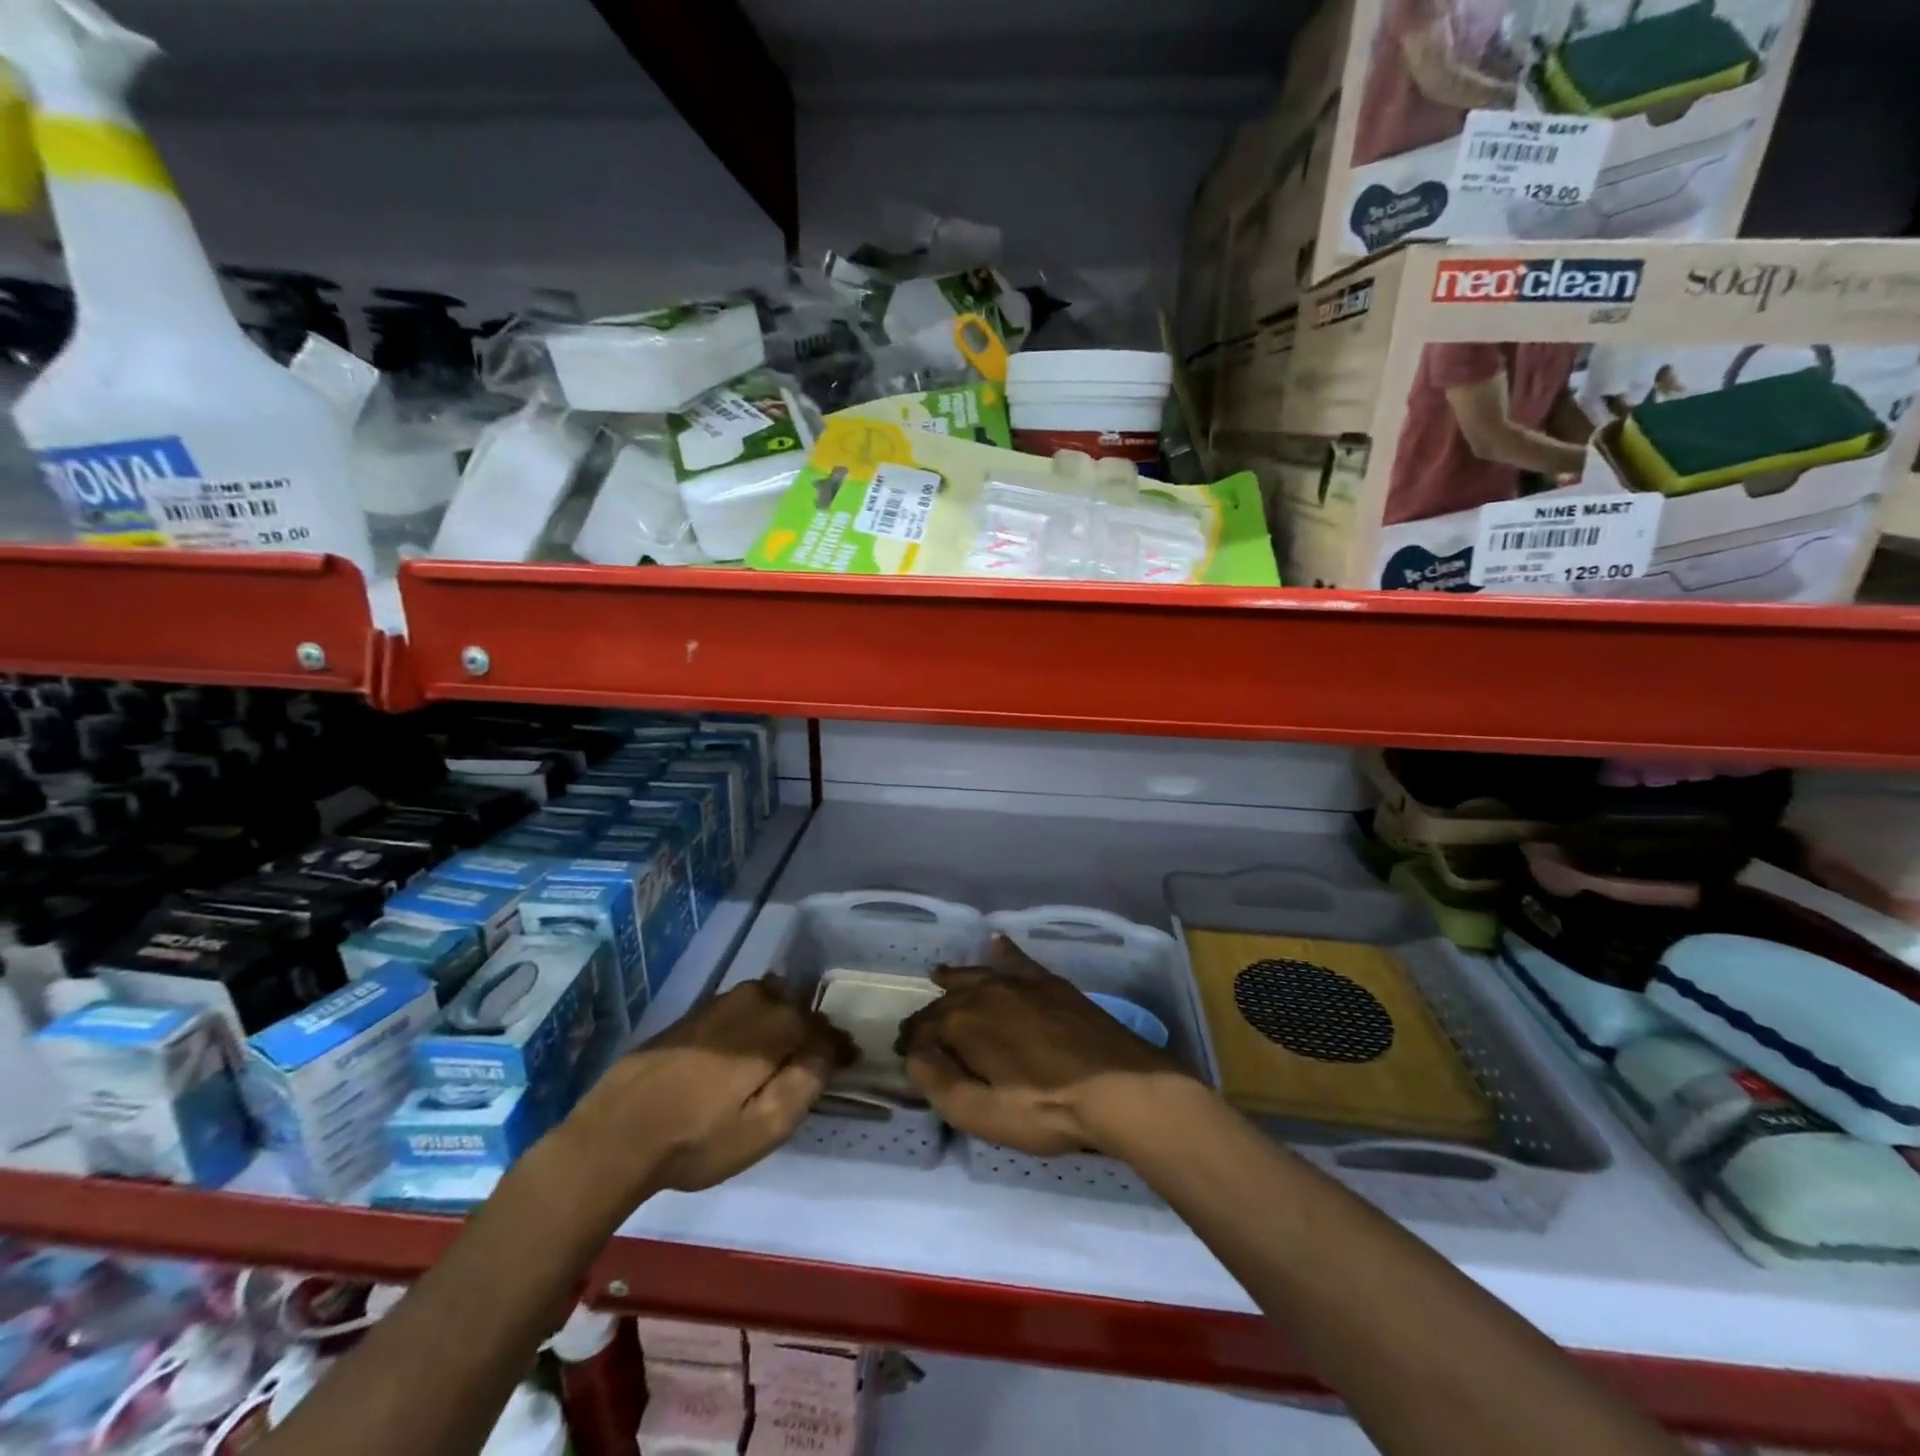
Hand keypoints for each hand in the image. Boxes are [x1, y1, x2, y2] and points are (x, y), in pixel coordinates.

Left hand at [564, 979, 852, 1198]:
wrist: (614, 1134)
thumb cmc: (697, 1139)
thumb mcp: (764, 1127)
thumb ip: (806, 1083)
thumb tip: (829, 1051)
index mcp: (776, 1024)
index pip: (823, 1028)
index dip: (837, 1048)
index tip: (847, 1066)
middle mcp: (753, 1000)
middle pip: (796, 1010)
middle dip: (808, 1034)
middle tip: (809, 1069)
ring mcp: (719, 1002)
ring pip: (767, 1006)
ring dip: (779, 1028)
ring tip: (774, 1064)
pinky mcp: (694, 1014)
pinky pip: (739, 1012)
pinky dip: (751, 1028)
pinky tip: (738, 1059)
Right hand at [896, 936, 1195, 1157]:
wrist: (1118, 1087)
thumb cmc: (1045, 1108)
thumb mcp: (981, 1112)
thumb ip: (939, 1083)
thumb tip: (915, 1057)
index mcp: (966, 1022)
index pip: (925, 1027)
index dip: (913, 1043)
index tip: (906, 1055)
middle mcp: (989, 991)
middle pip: (950, 998)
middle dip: (932, 1012)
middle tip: (919, 1027)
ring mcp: (1023, 984)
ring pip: (980, 974)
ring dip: (958, 977)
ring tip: (942, 974)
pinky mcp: (1053, 985)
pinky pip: (1020, 961)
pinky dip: (1005, 952)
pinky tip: (998, 943)